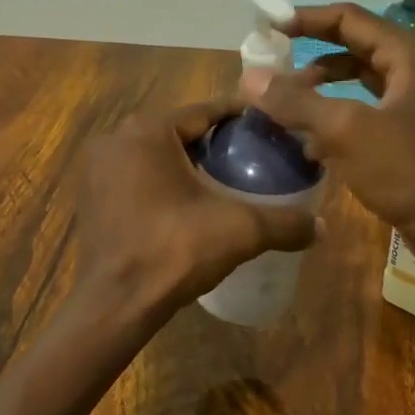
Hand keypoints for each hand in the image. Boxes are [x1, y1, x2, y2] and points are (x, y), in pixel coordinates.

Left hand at [68, 99, 319, 323]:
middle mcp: (117, 138)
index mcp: (148, 130)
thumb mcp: (239, 231)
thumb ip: (284, 223)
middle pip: (180, 131)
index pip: (205, 111)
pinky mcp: (91, 195)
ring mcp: (98, 167)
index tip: (270, 124)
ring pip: (156, 154)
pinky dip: (162, 181)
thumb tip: (323, 227)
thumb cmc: (174, 251)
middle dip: (215, 141)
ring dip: (187, 162)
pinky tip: (189, 202)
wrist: (115, 304)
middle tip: (253, 155)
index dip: (240, 117)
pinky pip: (137, 175)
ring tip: (226, 179)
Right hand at [240, 3, 414, 258]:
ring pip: (354, 79)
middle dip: (308, 53)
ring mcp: (410, 100)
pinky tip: (305, 137)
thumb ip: (295, 101)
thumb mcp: (345, 131)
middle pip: (350, 45)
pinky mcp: (404, 130)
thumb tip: (249, 77)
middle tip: (270, 63)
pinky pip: (360, 108)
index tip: (267, 28)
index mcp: (406, 53)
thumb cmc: (406, 170)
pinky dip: (332, 114)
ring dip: (318, 87)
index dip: (305, 19)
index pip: (347, 18)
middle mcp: (411, 67)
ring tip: (282, 101)